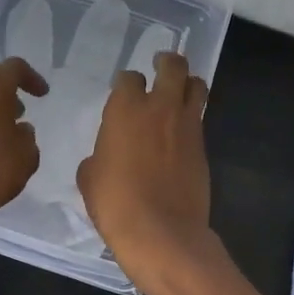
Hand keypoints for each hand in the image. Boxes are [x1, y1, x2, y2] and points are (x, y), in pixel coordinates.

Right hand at [77, 51, 212, 285]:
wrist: (162, 232)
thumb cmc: (115, 203)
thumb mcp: (90, 177)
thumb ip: (99, 154)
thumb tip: (106, 155)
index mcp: (125, 109)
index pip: (128, 78)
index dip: (125, 82)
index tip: (122, 89)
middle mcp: (159, 107)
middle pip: (172, 66)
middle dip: (167, 61)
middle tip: (161, 64)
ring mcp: (187, 125)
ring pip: (196, 85)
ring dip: (188, 83)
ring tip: (180, 89)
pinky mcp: (203, 146)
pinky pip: (200, 118)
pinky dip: (192, 116)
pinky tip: (182, 129)